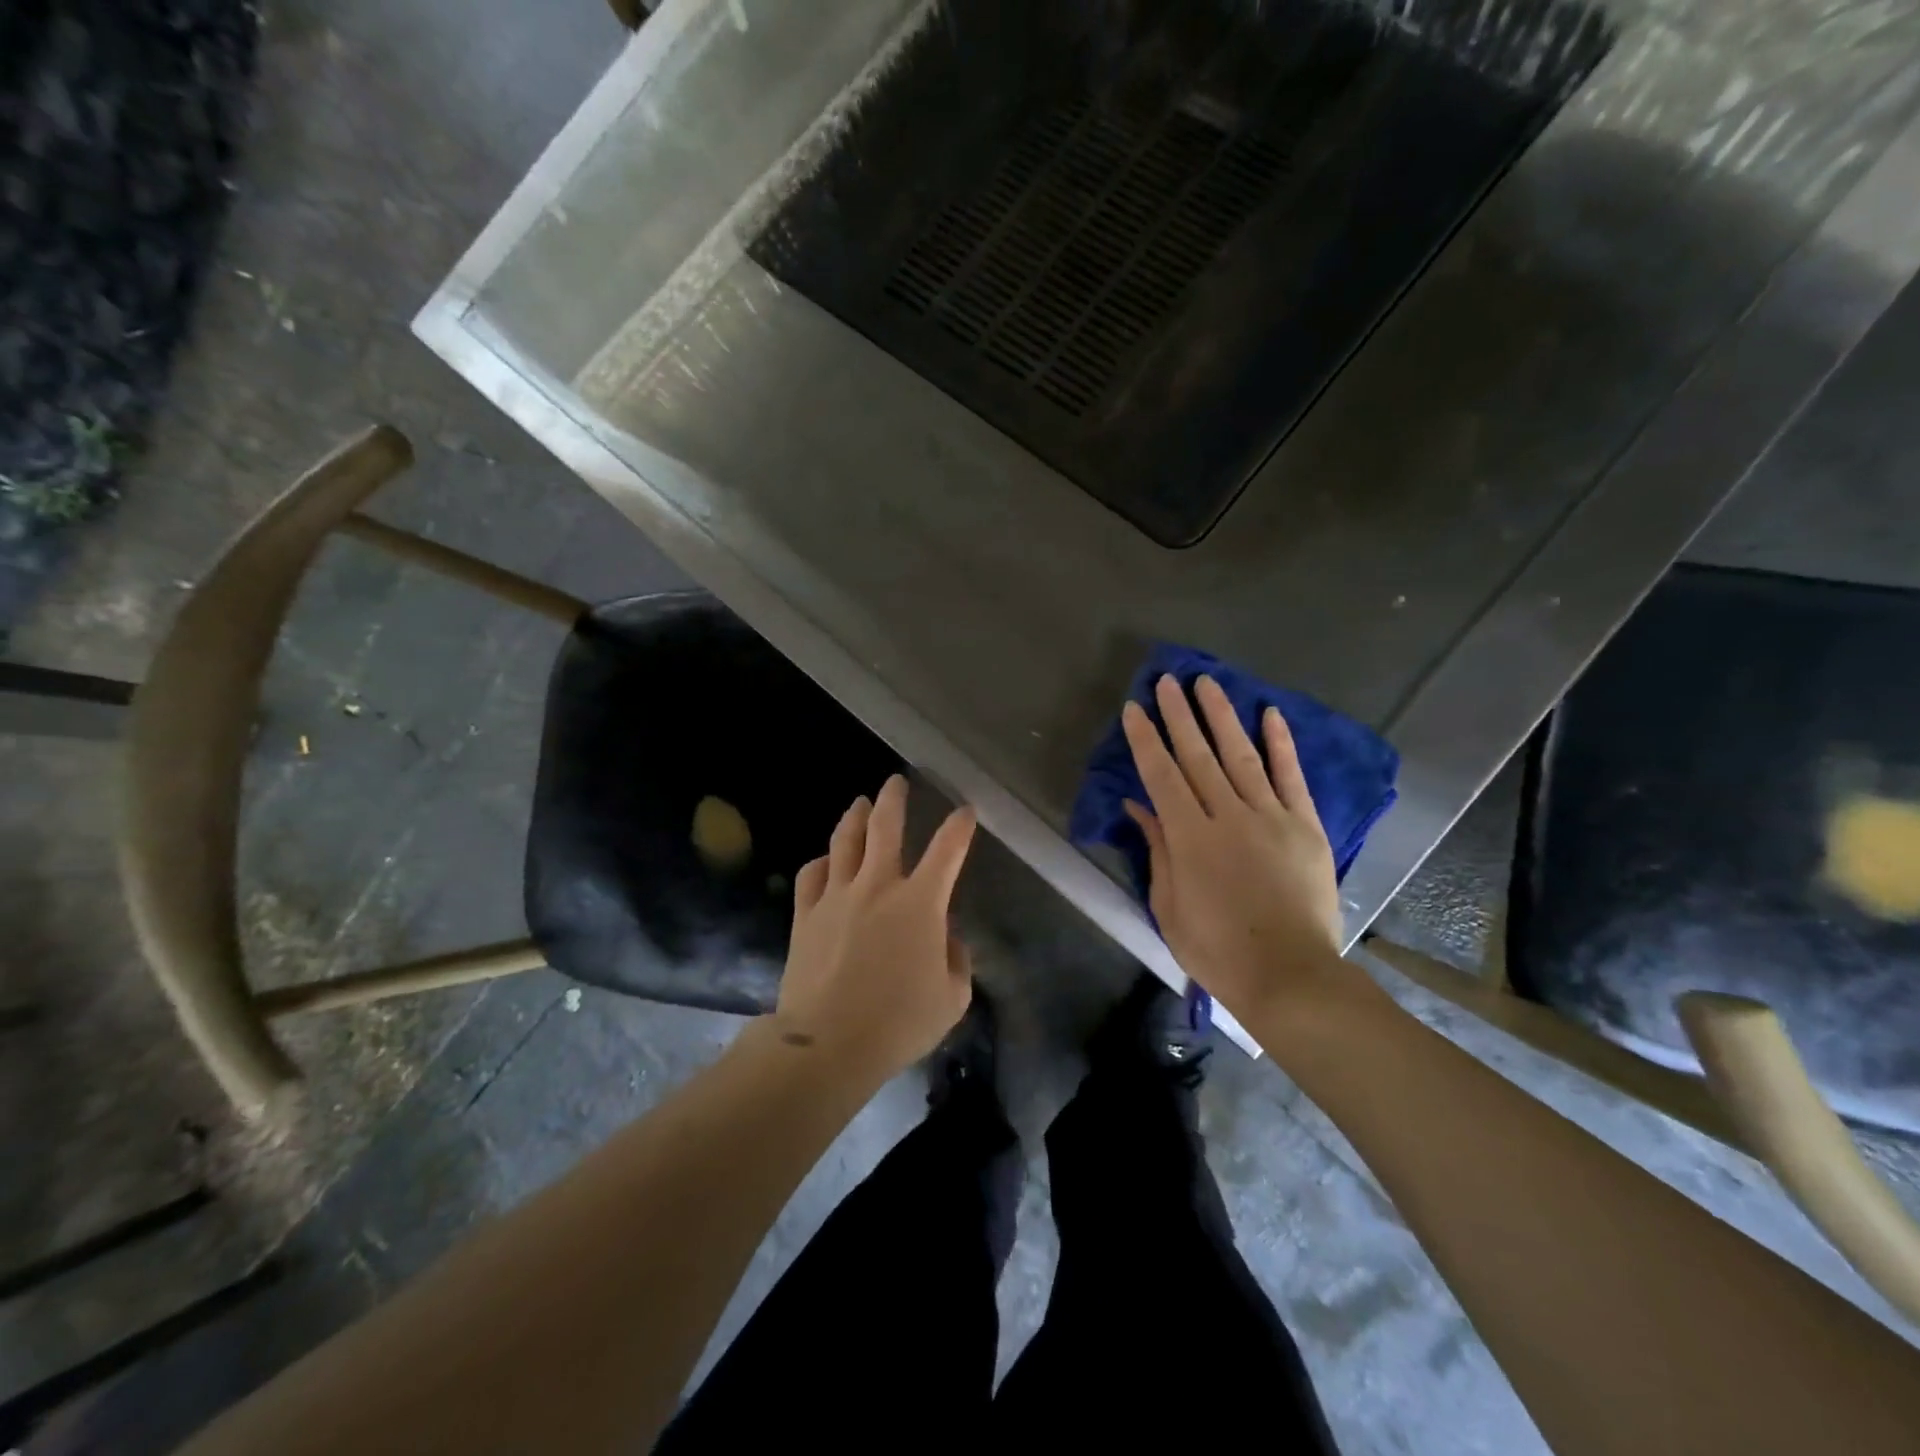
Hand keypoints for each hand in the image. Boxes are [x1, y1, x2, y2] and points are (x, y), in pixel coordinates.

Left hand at [774, 774, 978, 1082]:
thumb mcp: (951, 998)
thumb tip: (945, 937)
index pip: (947, 849)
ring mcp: (837, 895)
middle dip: (894, 799)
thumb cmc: (899, 1022)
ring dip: (855, 816)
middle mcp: (878, 885)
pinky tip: (825, 859)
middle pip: (885, 826)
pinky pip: (812, 874)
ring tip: (860, 802)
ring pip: (845, 840)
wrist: (829, 1043)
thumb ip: (956, 960)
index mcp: (920, 902)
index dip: (959, 826)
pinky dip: (822, 861)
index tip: (964, 810)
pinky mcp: (806, 914)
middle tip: (895, 781)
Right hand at [1122, 674, 1354, 1023]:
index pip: (1161, 775)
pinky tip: (1270, 715)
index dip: (1145, 740)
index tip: (1134, 709)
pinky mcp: (1306, 826)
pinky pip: (1291, 777)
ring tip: (1207, 684)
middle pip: (1198, 755)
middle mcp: (1229, 815)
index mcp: (1191, 837)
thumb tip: (1140, 806)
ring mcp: (1272, 817)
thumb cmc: (1217, 948)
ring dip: (1222, 717)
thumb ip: (1158, 850)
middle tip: (1166, 680)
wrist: (1289, 975)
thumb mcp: (1169, 906)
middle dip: (1179, 715)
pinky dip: (1281, 744)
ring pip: (1241, 756)